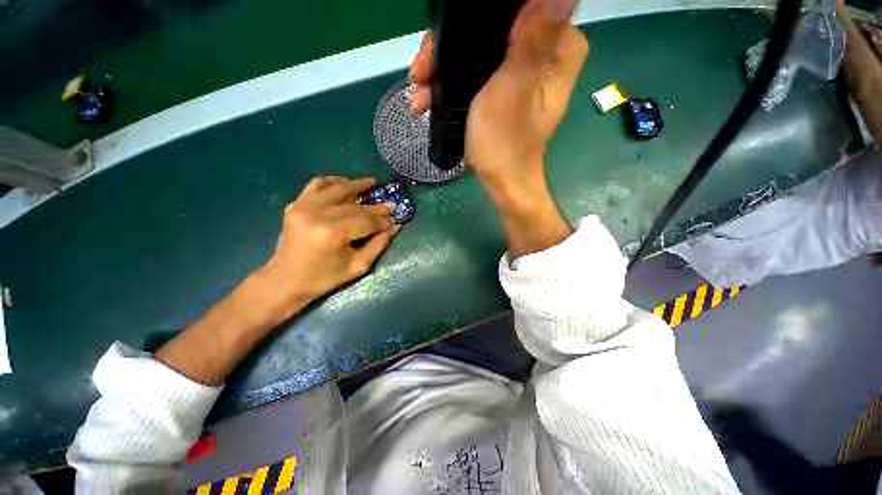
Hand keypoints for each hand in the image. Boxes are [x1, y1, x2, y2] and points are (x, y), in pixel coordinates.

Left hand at [257, 176, 398, 317]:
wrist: (285, 280)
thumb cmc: (324, 278)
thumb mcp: (357, 266)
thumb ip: (378, 244)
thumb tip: (395, 226)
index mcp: (332, 234)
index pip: (366, 221)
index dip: (383, 221)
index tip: (395, 220)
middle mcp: (317, 214)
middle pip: (355, 206)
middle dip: (376, 207)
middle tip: (390, 206)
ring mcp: (303, 206)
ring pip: (337, 188)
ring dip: (357, 185)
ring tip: (371, 183)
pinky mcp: (295, 204)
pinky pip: (317, 184)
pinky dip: (333, 181)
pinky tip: (345, 183)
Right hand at [409, 0, 587, 196]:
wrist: (502, 182)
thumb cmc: (506, 143)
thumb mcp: (512, 90)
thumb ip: (530, 41)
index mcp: (558, 47)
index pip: (517, 8)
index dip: (476, 19)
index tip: (444, 40)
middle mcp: (542, 52)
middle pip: (490, 29)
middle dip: (449, 50)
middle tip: (420, 72)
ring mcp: (520, 71)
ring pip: (476, 51)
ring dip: (441, 70)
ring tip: (416, 92)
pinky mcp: (502, 88)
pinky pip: (473, 73)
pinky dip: (450, 84)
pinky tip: (426, 99)